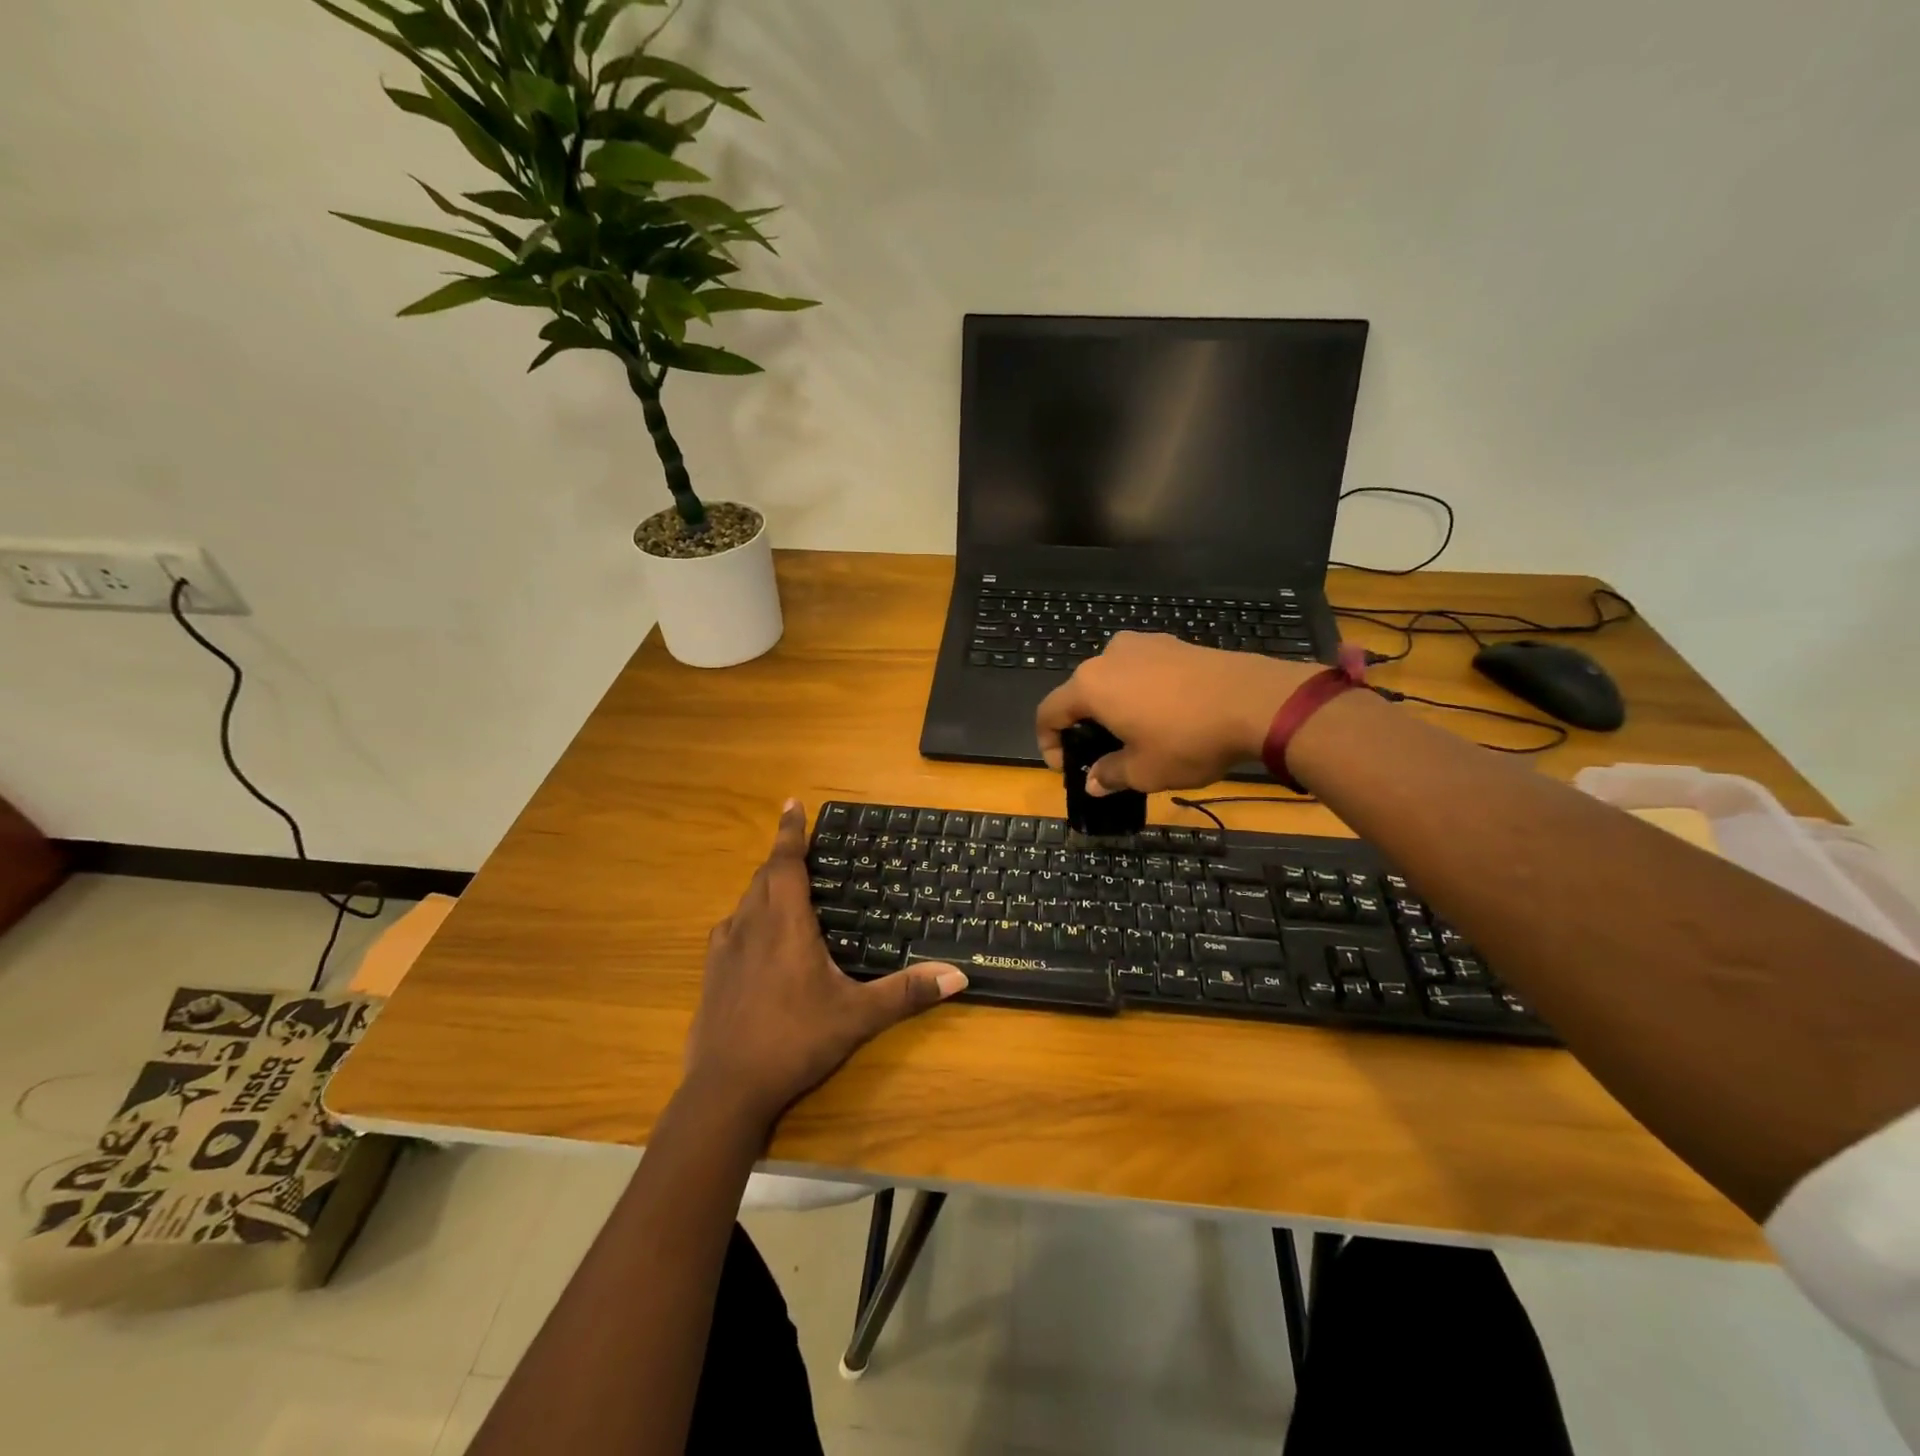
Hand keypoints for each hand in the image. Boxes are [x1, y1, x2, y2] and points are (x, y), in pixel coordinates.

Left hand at [682, 800, 967, 1131]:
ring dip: (764, 887)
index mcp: (785, 925)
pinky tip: (756, 939)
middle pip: (764, 877)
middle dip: (782, 858)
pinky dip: (747, 919)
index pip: (785, 863)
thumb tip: (958, 975)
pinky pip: (730, 929)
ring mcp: (725, 950)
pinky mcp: (711, 974)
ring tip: (784, 890)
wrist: (726, 1090)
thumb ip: (906, 993)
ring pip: (745, 901)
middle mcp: (751, 926)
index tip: (792, 803)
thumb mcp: (857, 1017)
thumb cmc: (794, 1041)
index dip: (790, 831)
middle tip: (802, 850)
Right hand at [1035, 632, 1321, 794]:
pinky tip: (1165, 715)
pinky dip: (1141, 692)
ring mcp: (1144, 644)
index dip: (1049, 743)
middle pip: (1079, 692)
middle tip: (1102, 755)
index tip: (1067, 768)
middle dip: (1083, 725)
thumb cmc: (1187, 739)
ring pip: (1112, 679)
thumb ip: (1110, 774)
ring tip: (1135, 734)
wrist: (1256, 702)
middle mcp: (1108, 656)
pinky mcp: (1174, 643)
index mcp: (1090, 684)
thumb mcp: (1144, 771)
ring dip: (1113, 707)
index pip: (1048, 712)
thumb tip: (1093, 782)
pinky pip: (1142, 670)